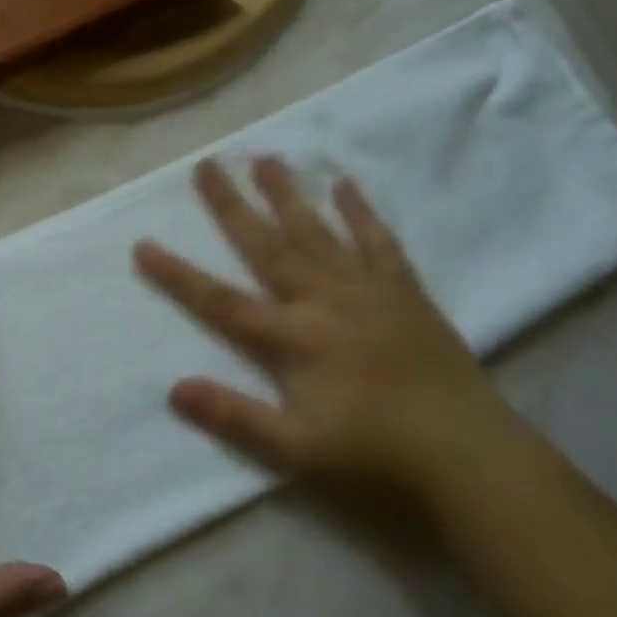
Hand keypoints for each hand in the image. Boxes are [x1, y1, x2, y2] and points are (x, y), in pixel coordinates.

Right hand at [134, 157, 537, 510]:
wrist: (473, 459)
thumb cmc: (376, 458)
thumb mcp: (297, 452)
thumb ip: (235, 417)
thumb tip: (174, 389)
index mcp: (296, 338)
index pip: (222, 301)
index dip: (179, 275)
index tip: (143, 244)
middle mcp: (327, 301)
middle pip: (269, 246)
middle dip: (233, 206)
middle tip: (207, 165)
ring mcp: (370, 292)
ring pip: (320, 233)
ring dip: (289, 195)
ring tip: (267, 158)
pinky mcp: (406, 294)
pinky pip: (379, 244)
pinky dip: (362, 213)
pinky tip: (346, 187)